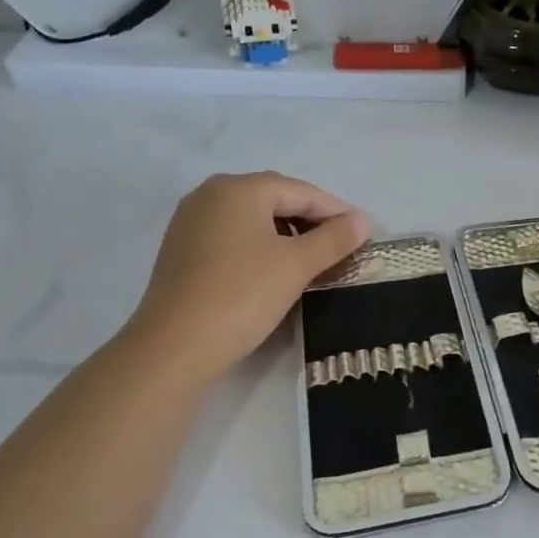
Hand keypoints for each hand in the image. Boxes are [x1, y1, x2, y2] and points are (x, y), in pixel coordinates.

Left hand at [128, 171, 369, 381]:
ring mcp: (191, 222)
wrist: (173, 349)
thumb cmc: (242, 296)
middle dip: (312, 221)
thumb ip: (334, 238)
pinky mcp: (182, 251)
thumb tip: (362, 219)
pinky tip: (275, 271)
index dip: (337, 212)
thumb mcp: (296, 265)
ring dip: (287, 235)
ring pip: (253, 219)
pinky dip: (260, 247)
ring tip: (313, 262)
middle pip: (275, 199)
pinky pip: (233, 237)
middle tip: (342, 247)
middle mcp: (210, 195)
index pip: (301, 191)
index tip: (364, 234)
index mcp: (238, 188)